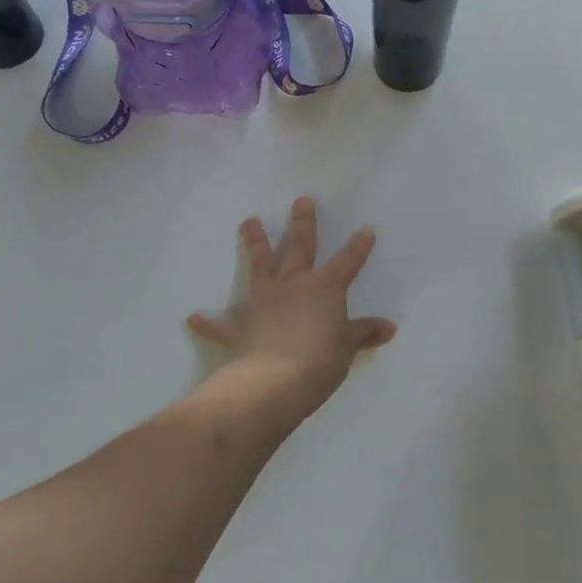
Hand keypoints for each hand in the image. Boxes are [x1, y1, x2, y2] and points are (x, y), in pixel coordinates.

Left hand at [187, 197, 396, 429]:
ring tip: (249, 221)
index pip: (348, 261)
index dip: (358, 246)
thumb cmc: (319, 361)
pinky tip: (194, 317)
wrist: (273, 382)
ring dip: (255, 244)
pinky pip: (222, 324)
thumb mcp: (347, 348)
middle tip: (302, 200)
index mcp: (325, 288)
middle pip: (300, 247)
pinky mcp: (240, 327)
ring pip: (260, 266)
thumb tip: (388, 327)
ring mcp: (264, 302)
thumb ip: (363, 333)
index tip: (366, 229)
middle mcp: (294, 285)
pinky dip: (209, 322)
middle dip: (302, 223)